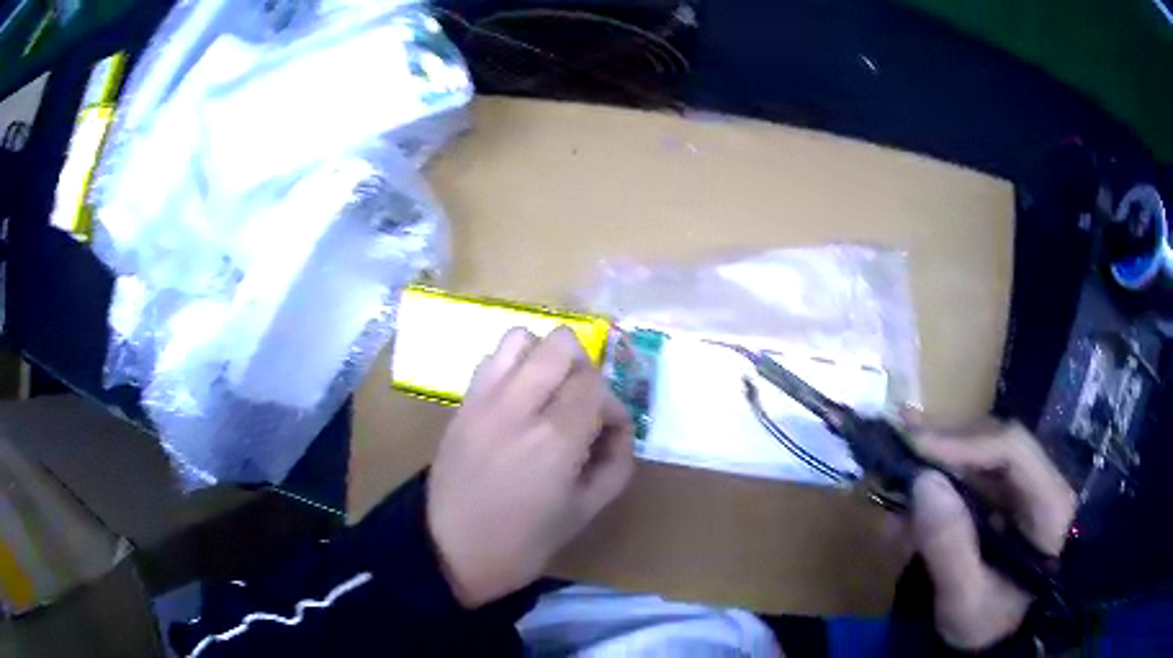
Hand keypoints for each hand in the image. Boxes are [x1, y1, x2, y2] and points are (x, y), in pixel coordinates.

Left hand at [427, 327, 635, 607]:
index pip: (596, 383)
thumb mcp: (585, 512)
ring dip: (545, 358)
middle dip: (584, 368)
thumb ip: (616, 464)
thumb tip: (620, 430)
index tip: (610, 432)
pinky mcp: (462, 403)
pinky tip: (517, 401)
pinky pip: (492, 359)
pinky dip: (513, 366)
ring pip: (522, 337)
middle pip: (561, 343)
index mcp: (555, 439)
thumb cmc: (524, 542)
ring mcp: (484, 399)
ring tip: (549, 394)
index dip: (614, 405)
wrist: (450, 550)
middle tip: (582, 404)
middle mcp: (519, 406)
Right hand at [909, 421, 1075, 649]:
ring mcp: (1023, 491)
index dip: (964, 442)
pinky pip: (970, 481)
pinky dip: (936, 490)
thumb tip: (922, 482)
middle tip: (897, 440)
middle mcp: (1040, 484)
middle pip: (995, 443)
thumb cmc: (988, 627)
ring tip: (894, 473)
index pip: (1013, 449)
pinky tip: (905, 511)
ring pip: (980, 457)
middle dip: (946, 443)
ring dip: (937, 464)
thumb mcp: (965, 602)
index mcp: (1050, 504)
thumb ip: (949, 547)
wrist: (996, 643)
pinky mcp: (1004, 503)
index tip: (914, 447)